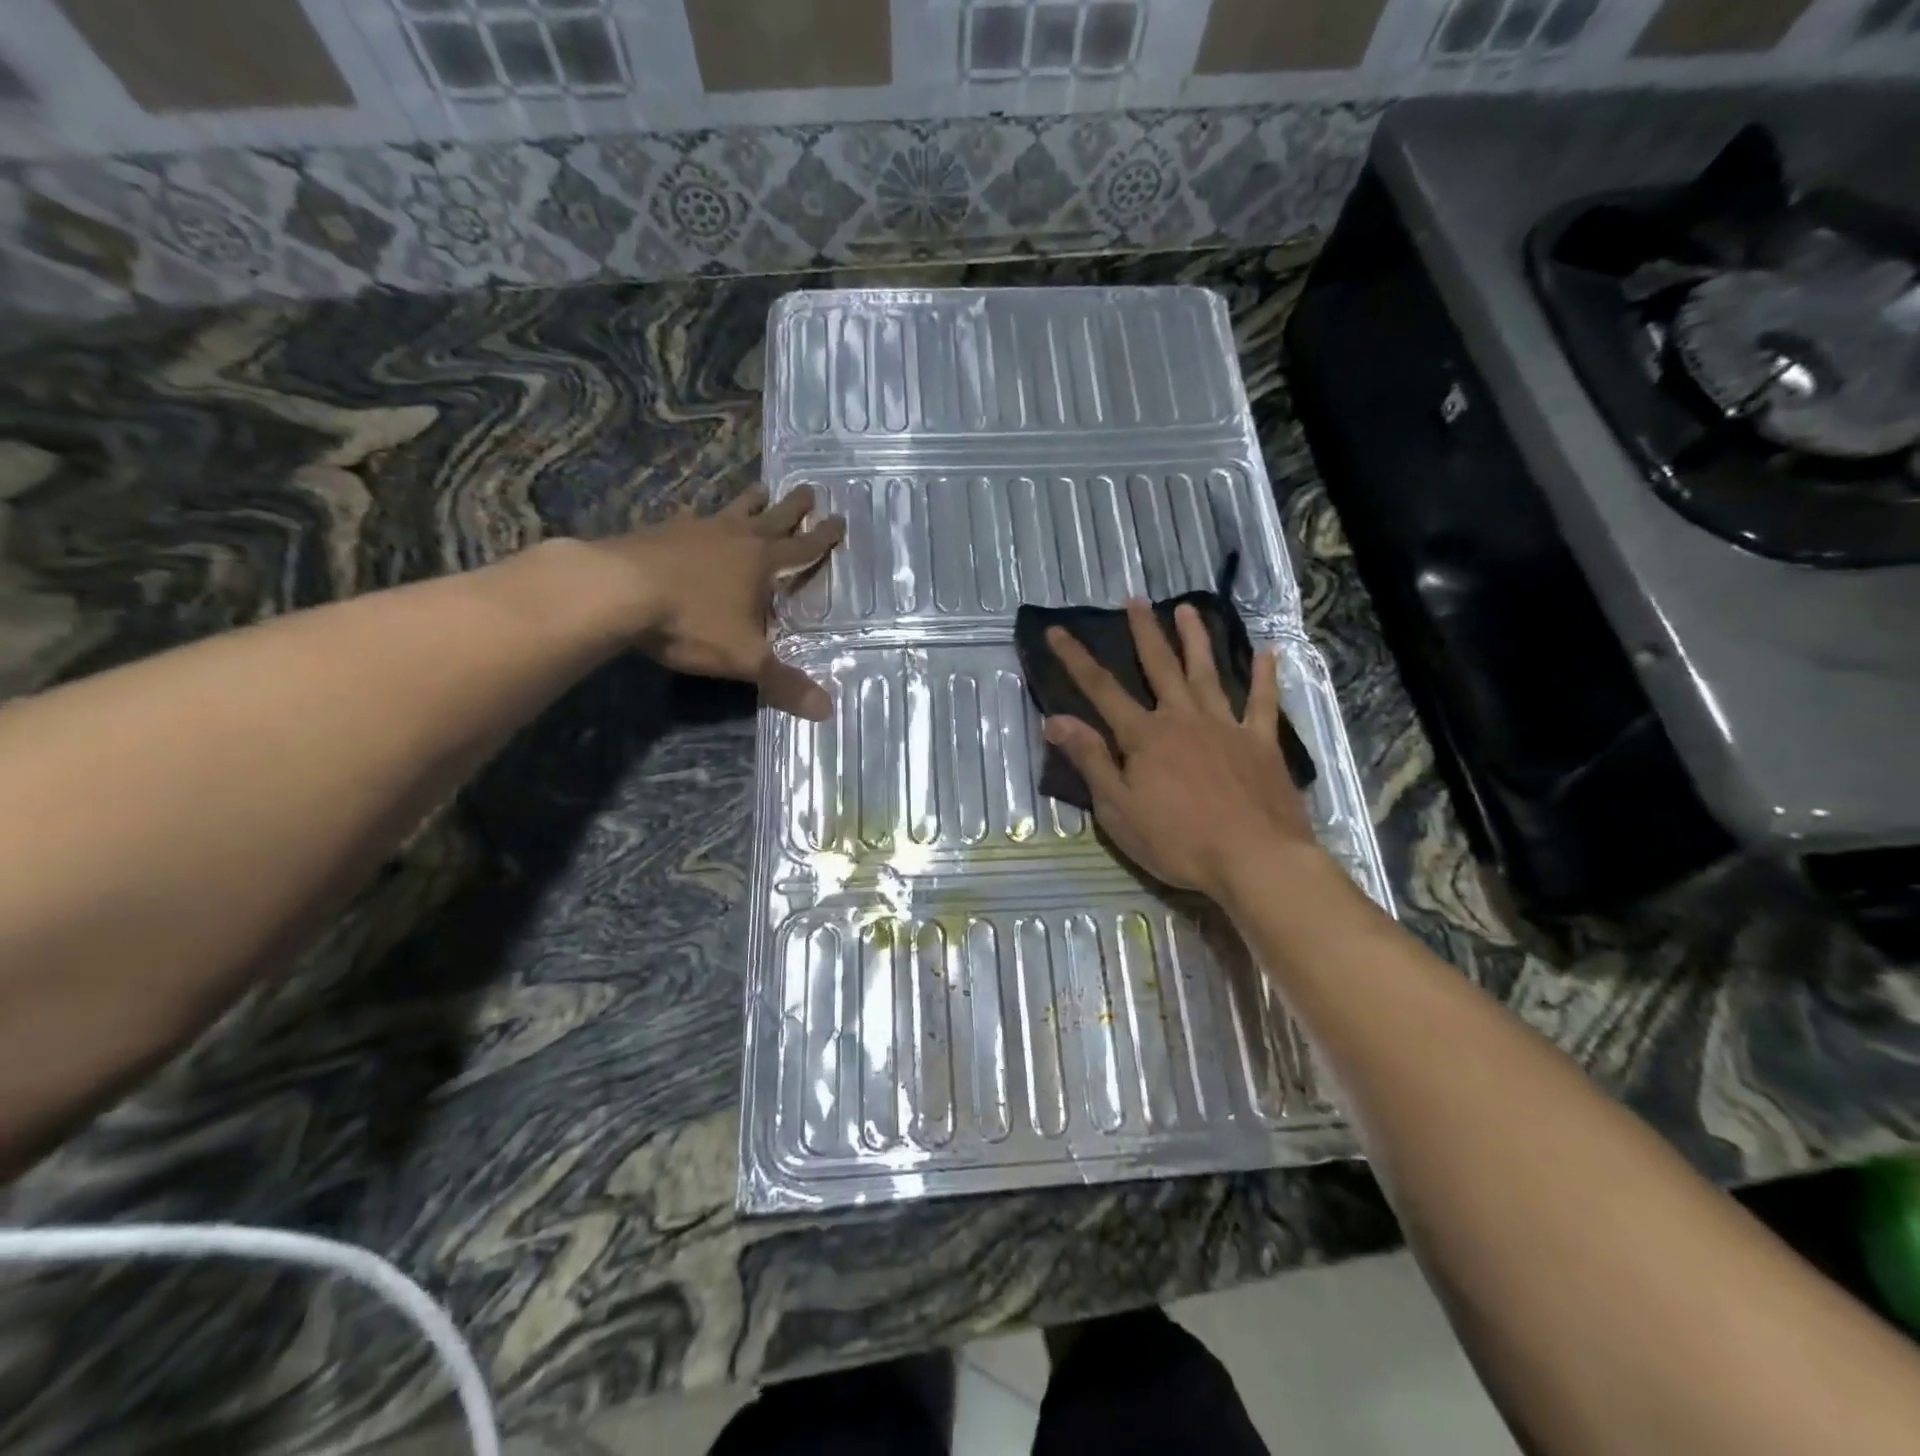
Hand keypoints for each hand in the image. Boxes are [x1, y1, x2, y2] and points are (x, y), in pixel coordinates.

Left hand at [580, 484, 844, 719]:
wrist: (616, 591)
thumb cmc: (691, 622)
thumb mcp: (744, 659)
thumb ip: (785, 683)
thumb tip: (828, 710)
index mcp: (761, 563)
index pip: (802, 548)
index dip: (823, 538)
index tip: (839, 519)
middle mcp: (734, 538)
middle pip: (772, 517)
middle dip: (793, 507)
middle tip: (808, 489)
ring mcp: (695, 530)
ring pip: (731, 510)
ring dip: (749, 501)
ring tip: (760, 489)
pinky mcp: (659, 532)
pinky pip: (686, 519)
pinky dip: (694, 517)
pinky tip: (689, 515)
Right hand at [1044, 601, 1320, 901]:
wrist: (1255, 859)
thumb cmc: (1178, 841)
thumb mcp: (1118, 808)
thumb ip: (1090, 760)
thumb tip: (1056, 719)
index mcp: (1145, 736)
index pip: (1101, 690)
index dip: (1075, 658)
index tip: (1057, 630)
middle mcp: (1183, 718)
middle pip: (1160, 667)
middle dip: (1144, 632)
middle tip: (1135, 600)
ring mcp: (1226, 726)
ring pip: (1207, 672)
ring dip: (1196, 639)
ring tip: (1187, 609)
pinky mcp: (1261, 742)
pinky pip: (1263, 702)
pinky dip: (1265, 676)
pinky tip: (1268, 652)